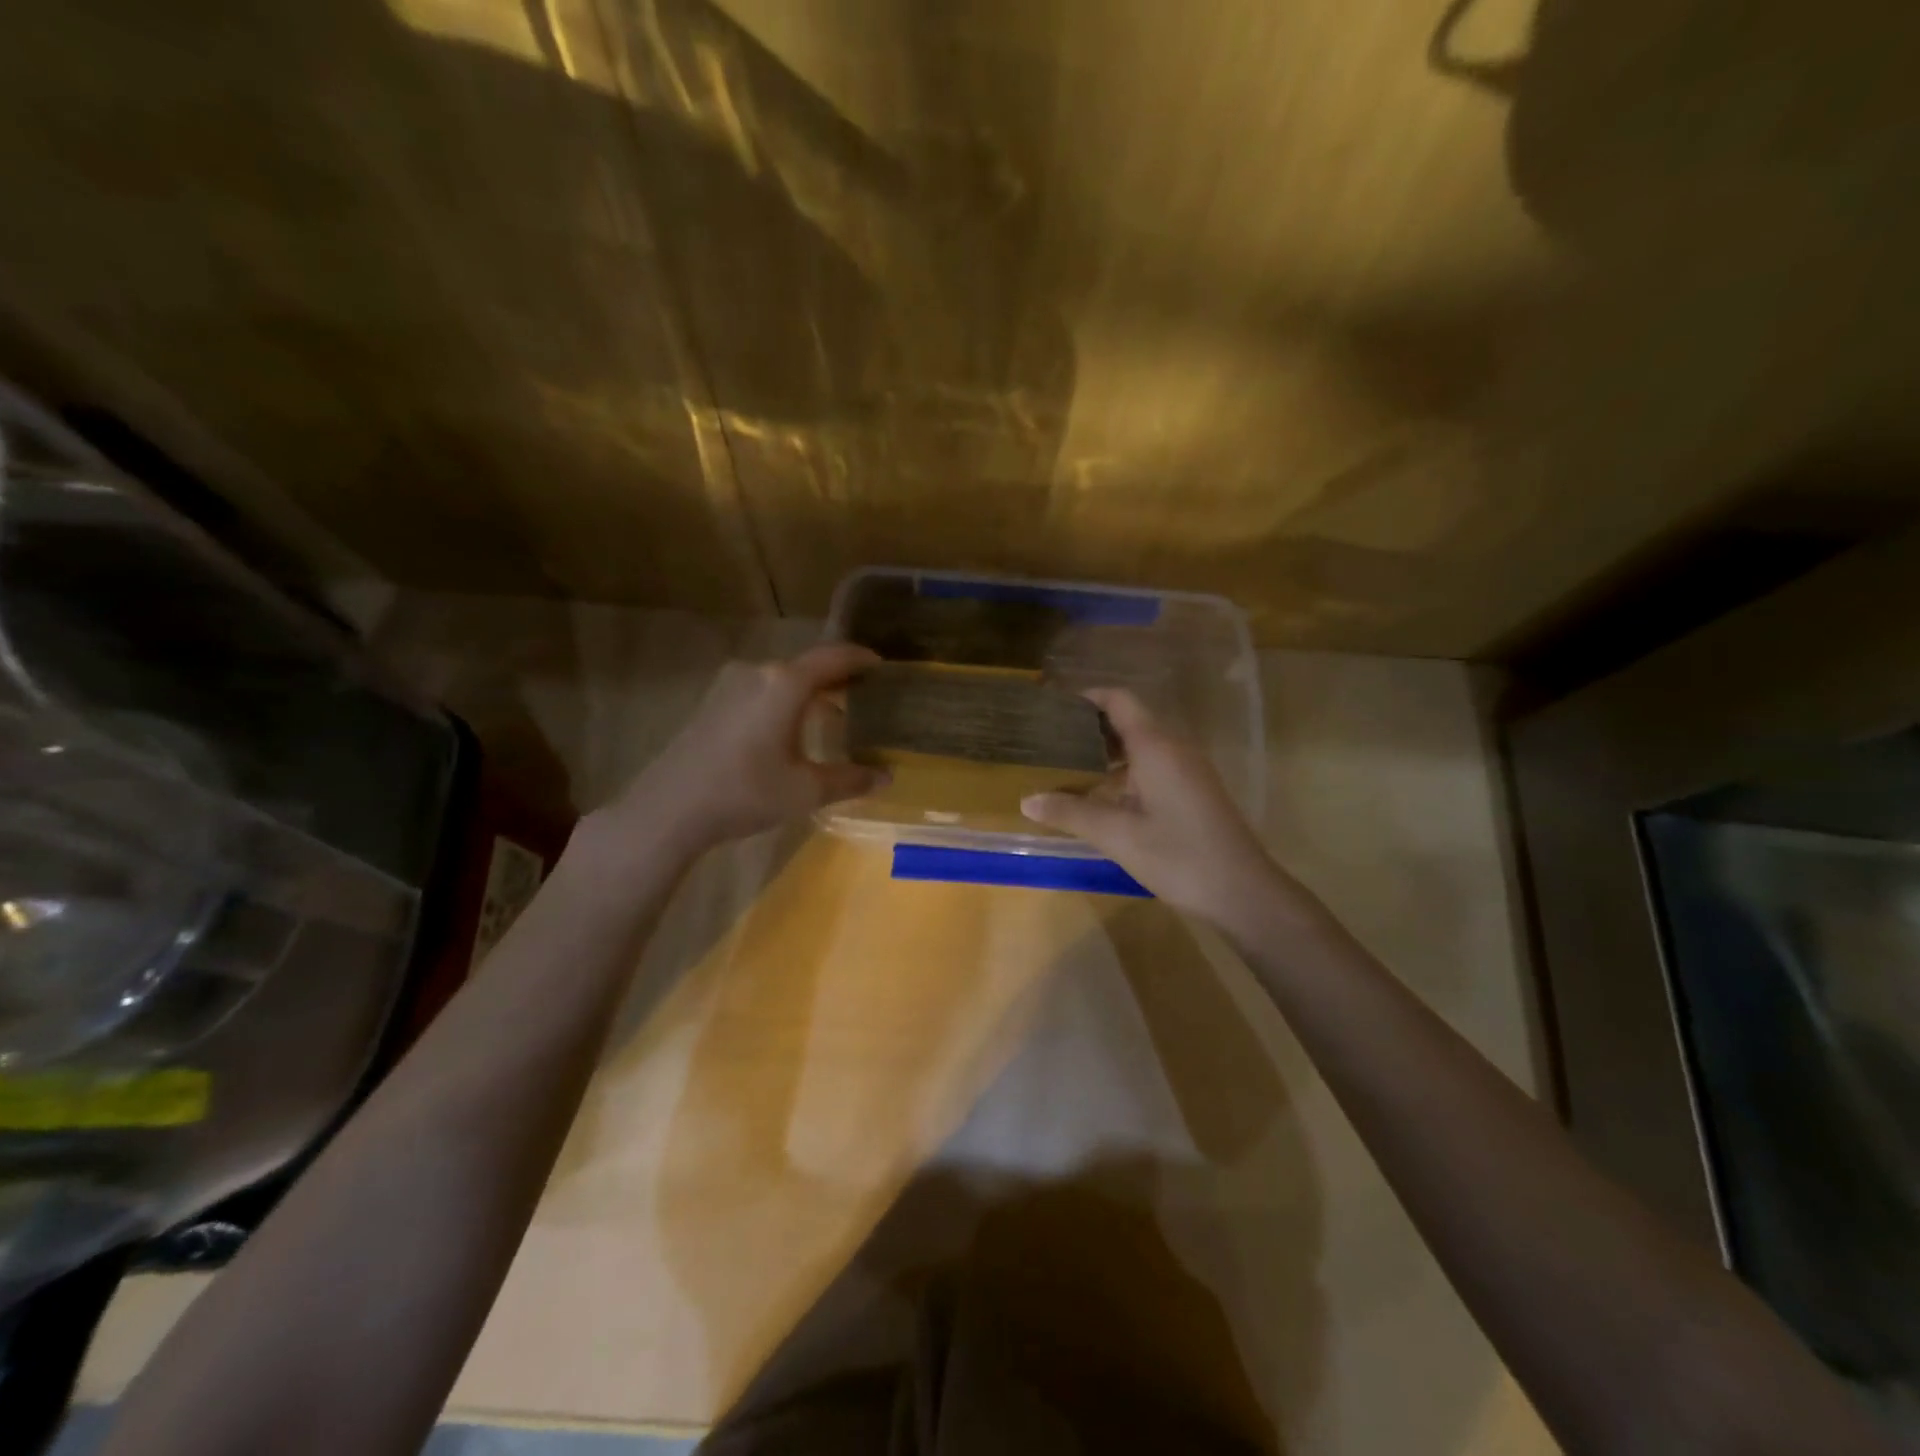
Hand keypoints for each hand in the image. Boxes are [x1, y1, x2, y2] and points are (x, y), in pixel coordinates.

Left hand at [608, 644, 886, 855]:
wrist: (670, 808)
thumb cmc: (746, 792)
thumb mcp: (806, 790)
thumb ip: (850, 779)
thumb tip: (886, 777)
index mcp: (786, 683)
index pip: (833, 658)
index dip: (861, 658)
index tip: (882, 664)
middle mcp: (758, 672)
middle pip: (807, 666)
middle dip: (837, 677)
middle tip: (864, 693)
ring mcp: (730, 685)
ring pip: (782, 680)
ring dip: (809, 692)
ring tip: (833, 712)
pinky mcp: (712, 703)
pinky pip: (761, 691)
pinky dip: (784, 701)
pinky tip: (791, 728)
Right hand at [1020, 689, 1281, 924]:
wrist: (1242, 892)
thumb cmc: (1178, 856)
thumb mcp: (1117, 835)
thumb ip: (1071, 813)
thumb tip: (1027, 800)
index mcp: (1156, 746)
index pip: (1119, 700)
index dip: (1086, 698)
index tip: (1053, 709)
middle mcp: (1173, 748)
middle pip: (1129, 721)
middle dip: (1090, 727)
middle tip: (1050, 742)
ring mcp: (1187, 770)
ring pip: (1141, 746)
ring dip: (1106, 753)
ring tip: (1067, 768)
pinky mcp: (1193, 791)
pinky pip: (1153, 766)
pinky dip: (1124, 772)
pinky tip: (1101, 798)